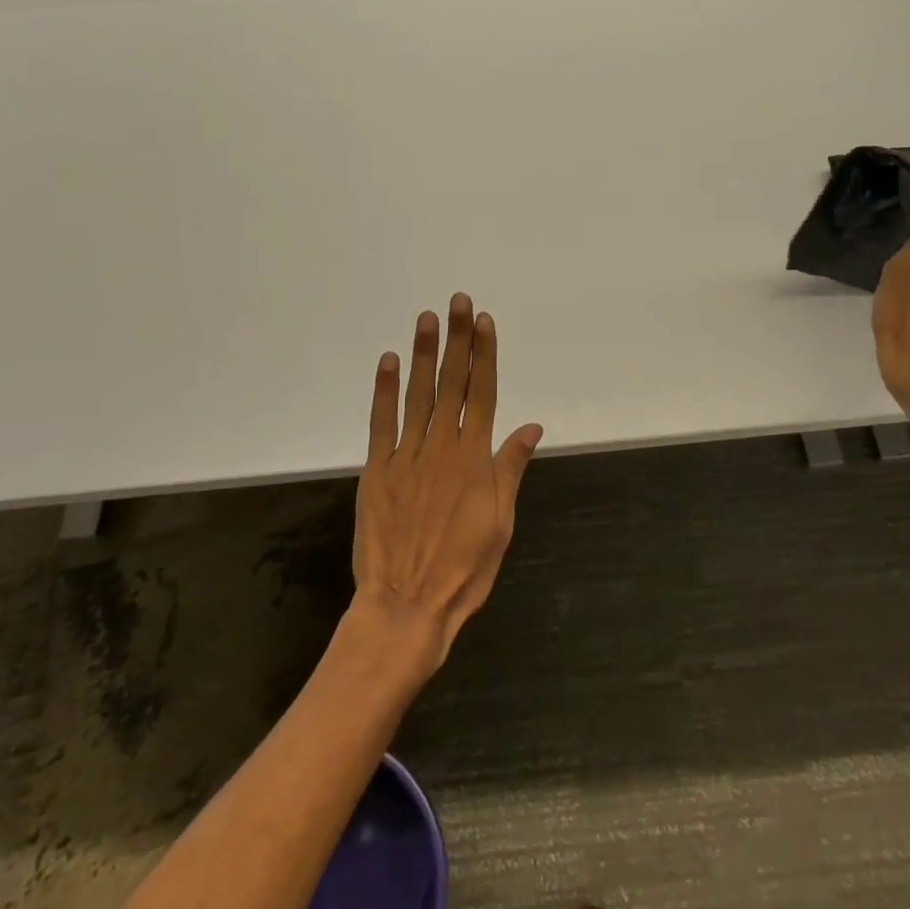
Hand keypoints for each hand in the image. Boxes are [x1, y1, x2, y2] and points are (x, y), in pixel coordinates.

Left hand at [350, 293, 542, 677]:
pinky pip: (381, 422)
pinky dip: (384, 390)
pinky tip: (388, 361)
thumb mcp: (501, 523)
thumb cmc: (463, 570)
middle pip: (452, 383)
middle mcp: (442, 446)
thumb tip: (532, 426)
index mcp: (475, 458)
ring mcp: (407, 455)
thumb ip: (511, 468)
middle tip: (458, 301)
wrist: (406, 607)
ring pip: (418, 394)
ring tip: (427, 318)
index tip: (484, 321)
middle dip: (457, 339)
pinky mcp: (377, 469)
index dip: (484, 354)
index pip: (483, 393)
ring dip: (423, 353)